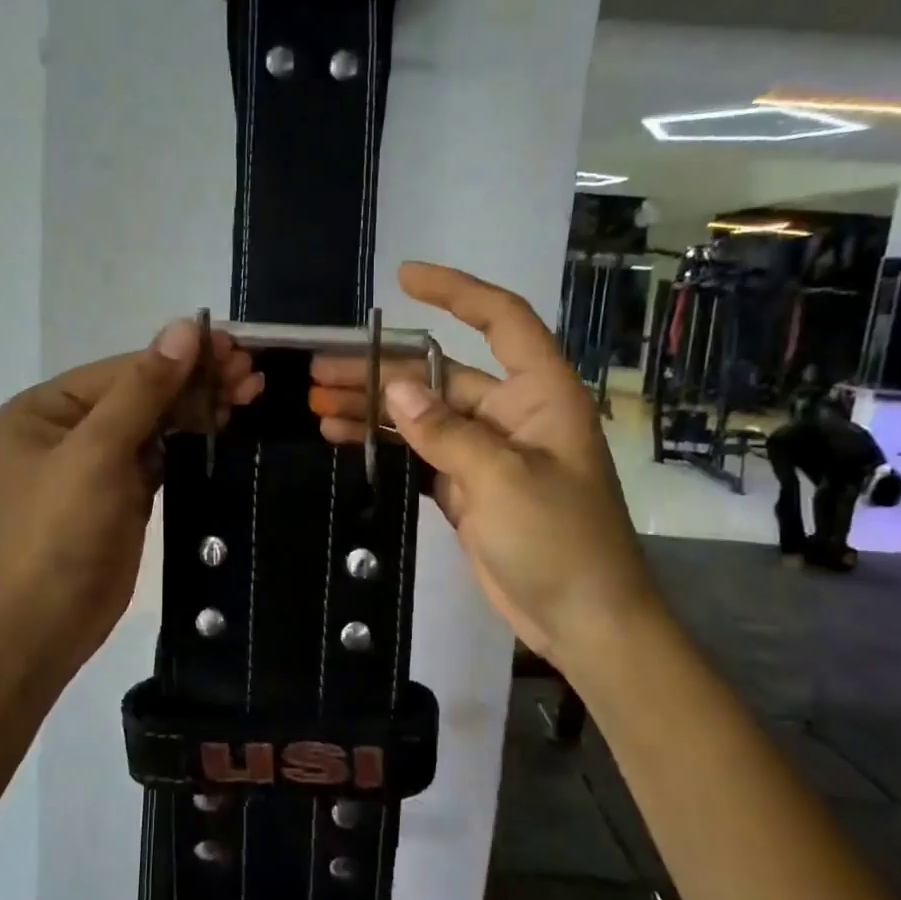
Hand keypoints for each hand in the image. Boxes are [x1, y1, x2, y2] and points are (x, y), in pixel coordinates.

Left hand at [0, 320, 262, 683]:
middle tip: (251, 372)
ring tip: (249, 390)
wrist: (49, 621)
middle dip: (195, 380)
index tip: (234, 348)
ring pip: (156, 420)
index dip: (179, 358)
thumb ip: (143, 390)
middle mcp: (68, 426)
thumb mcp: (97, 452)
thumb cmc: (62, 531)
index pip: (124, 370)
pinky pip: (161, 451)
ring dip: (199, 405)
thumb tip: (186, 326)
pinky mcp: (123, 490)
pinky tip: (225, 421)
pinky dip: (192, 436)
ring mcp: (97, 459)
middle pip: (142, 391)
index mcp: (46, 407)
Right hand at [309, 262, 662, 667]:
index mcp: (540, 394)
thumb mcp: (503, 479)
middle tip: (322, 369)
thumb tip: (395, 388)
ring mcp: (487, 452)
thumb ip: (447, 432)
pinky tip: (344, 437)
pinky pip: (419, 453)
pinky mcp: (466, 488)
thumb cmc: (560, 542)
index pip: (502, 320)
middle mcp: (512, 413)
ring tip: (319, 402)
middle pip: (441, 375)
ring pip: (422, 415)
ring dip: (374, 408)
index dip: (457, 292)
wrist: (581, 621)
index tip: (405, 278)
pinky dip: (386, 444)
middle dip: (382, 369)